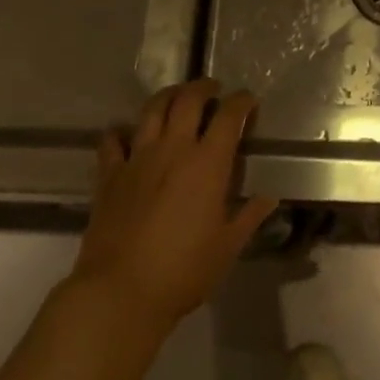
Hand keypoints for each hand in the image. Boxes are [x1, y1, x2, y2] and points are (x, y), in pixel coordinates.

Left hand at [72, 80, 277, 331]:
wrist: (120, 292)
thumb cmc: (183, 270)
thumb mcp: (227, 246)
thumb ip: (249, 217)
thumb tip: (269, 198)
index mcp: (208, 163)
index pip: (228, 116)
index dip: (241, 102)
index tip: (248, 100)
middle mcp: (173, 150)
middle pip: (188, 100)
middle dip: (203, 87)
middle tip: (212, 89)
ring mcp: (137, 159)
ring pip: (152, 110)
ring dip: (167, 96)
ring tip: (176, 96)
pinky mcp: (109, 175)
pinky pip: (112, 141)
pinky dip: (121, 131)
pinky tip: (127, 134)